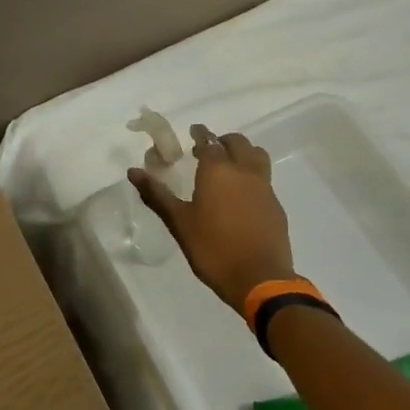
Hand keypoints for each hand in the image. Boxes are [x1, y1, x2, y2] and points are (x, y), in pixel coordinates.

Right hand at [130, 124, 294, 312]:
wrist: (259, 278)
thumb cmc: (213, 249)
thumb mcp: (179, 223)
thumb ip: (157, 195)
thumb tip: (133, 172)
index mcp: (218, 171)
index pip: (208, 141)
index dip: (200, 134)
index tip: (193, 132)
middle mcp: (244, 171)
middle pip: (237, 143)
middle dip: (222, 140)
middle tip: (208, 149)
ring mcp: (264, 187)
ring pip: (256, 156)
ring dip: (242, 153)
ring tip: (229, 166)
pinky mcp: (275, 205)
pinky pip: (264, 178)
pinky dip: (252, 175)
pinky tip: (242, 194)